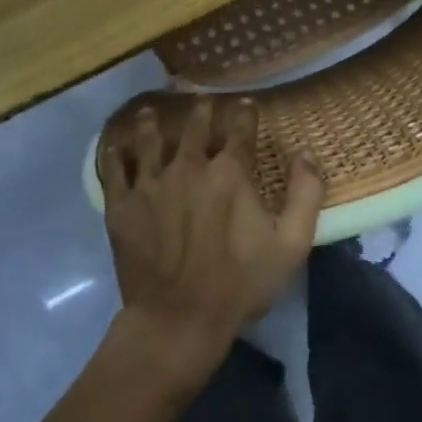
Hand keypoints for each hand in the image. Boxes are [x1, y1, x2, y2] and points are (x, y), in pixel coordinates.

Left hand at [98, 96, 324, 386]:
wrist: (178, 318)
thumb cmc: (240, 283)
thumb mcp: (291, 244)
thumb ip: (306, 194)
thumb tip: (306, 153)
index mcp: (229, 173)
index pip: (239, 129)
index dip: (244, 113)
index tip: (245, 103)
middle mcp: (188, 167)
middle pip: (194, 128)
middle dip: (201, 112)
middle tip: (202, 102)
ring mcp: (150, 184)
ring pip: (149, 140)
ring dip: (153, 123)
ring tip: (150, 113)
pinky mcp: (121, 205)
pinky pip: (115, 168)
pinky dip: (116, 153)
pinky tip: (116, 147)